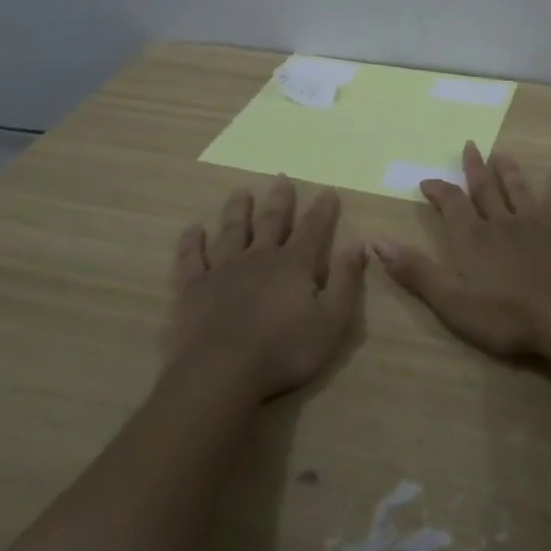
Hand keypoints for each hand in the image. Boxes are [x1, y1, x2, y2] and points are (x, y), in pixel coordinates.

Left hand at [169, 177, 366, 400]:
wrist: (222, 373)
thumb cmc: (284, 350)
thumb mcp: (331, 321)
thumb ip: (346, 281)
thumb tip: (358, 244)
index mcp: (294, 264)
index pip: (312, 228)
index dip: (322, 209)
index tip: (328, 189)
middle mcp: (259, 257)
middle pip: (270, 221)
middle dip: (279, 199)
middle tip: (281, 178)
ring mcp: (223, 269)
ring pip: (232, 230)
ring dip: (237, 210)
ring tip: (240, 192)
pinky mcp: (194, 287)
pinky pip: (192, 257)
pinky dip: (192, 241)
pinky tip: (193, 229)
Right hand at [374, 141, 550, 358]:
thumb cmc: (505, 314)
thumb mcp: (451, 300)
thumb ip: (416, 271)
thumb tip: (377, 242)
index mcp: (473, 237)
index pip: (451, 204)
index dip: (439, 190)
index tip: (427, 180)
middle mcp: (503, 221)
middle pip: (486, 189)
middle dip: (475, 168)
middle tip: (470, 145)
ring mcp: (538, 223)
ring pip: (521, 190)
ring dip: (511, 172)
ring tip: (503, 155)